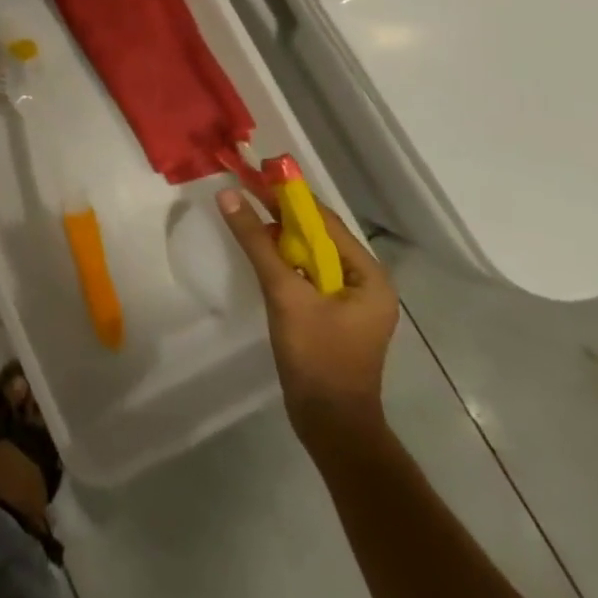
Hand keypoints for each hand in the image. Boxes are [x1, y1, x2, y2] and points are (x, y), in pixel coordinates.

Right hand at [217, 187, 398, 453]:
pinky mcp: (330, 315)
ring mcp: (348, 301)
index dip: (289, 196)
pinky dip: (281, 259)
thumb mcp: (284, 293)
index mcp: (369, 276)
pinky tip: (257, 251)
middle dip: (280, 213)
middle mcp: (364, 283)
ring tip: (244, 213)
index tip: (255, 173)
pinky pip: (304, 273)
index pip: (325, 221)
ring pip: (308, 254)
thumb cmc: (317, 356)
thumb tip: (228, 194)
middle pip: (317, 235)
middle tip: (243, 189)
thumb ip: (256, 242)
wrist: (331, 424)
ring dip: (278, 235)